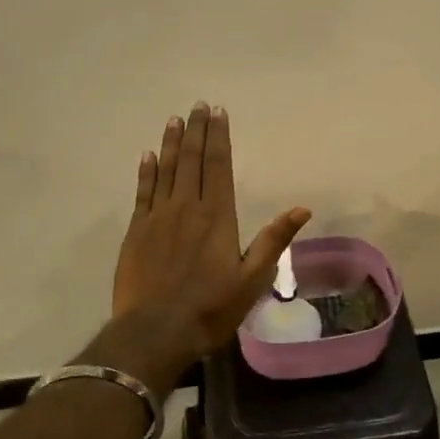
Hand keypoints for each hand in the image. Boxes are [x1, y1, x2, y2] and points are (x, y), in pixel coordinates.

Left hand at [111, 102, 311, 360]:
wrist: (155, 332)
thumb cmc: (210, 308)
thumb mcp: (252, 279)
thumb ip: (274, 240)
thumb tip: (303, 208)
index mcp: (218, 216)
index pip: (219, 166)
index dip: (219, 137)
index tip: (218, 112)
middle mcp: (187, 207)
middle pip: (192, 160)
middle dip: (196, 130)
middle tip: (197, 105)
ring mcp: (158, 217)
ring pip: (166, 169)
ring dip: (171, 143)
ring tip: (175, 120)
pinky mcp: (136, 231)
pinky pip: (142, 192)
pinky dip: (146, 171)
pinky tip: (147, 155)